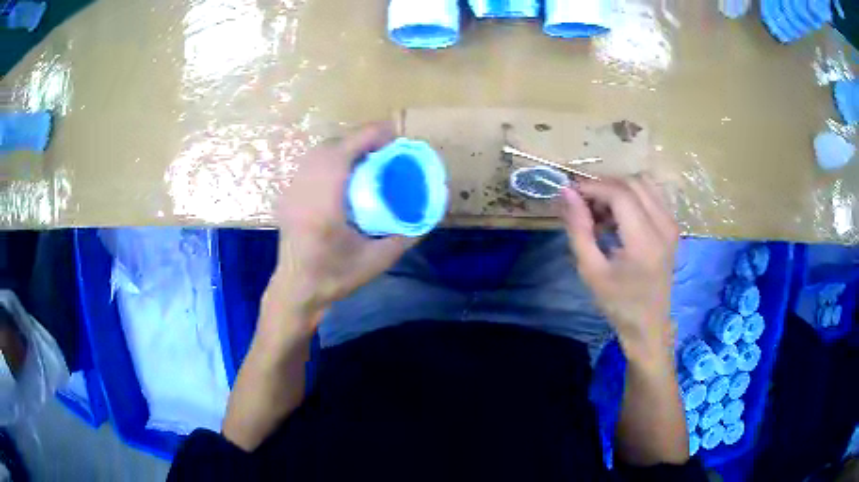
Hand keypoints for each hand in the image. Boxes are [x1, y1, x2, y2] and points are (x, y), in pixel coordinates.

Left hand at [268, 122, 415, 329]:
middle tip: (385, 149)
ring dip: (344, 147)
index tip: (393, 135)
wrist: (297, 290)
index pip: (344, 152)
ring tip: (367, 157)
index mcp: (324, 204)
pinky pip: (310, 164)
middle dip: (359, 139)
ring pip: (318, 152)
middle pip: (331, 145)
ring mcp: (292, 191)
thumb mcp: (376, 261)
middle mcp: (304, 190)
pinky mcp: (288, 196)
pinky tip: (343, 173)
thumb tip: (428, 216)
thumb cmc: (334, 278)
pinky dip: (330, 158)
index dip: (370, 135)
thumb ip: (404, 237)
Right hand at [559, 176, 678, 358]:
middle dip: (604, 185)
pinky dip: (631, 196)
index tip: (571, 193)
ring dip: (618, 189)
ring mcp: (672, 224)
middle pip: (632, 183)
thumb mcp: (591, 270)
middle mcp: (664, 226)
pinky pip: (651, 195)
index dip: (593, 187)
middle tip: (584, 204)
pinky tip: (618, 216)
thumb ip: (579, 229)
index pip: (619, 194)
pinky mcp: (672, 225)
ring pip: (643, 183)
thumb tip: (567, 193)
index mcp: (644, 242)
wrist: (648, 323)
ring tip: (601, 210)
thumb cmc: (617, 302)